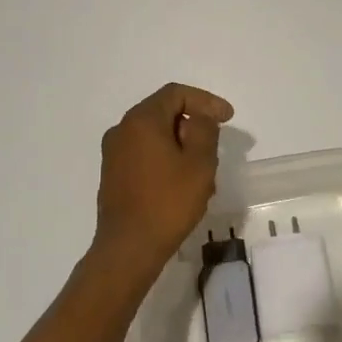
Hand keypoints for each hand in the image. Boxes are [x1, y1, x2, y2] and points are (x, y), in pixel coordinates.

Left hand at [87, 83, 233, 289]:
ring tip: (202, 170)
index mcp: (141, 120)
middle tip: (215, 146)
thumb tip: (199, 117)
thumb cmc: (168, 202)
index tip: (228, 118)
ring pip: (154, 135)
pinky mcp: (113, 174)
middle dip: (193, 124)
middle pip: (163, 112)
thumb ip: (204, 131)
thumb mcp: (199, 163)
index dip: (205, 101)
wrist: (128, 247)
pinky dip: (165, 158)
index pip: (176, 94)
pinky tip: (181, 184)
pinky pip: (144, 154)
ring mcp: (113, 153)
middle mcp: (122, 130)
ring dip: (180, 145)